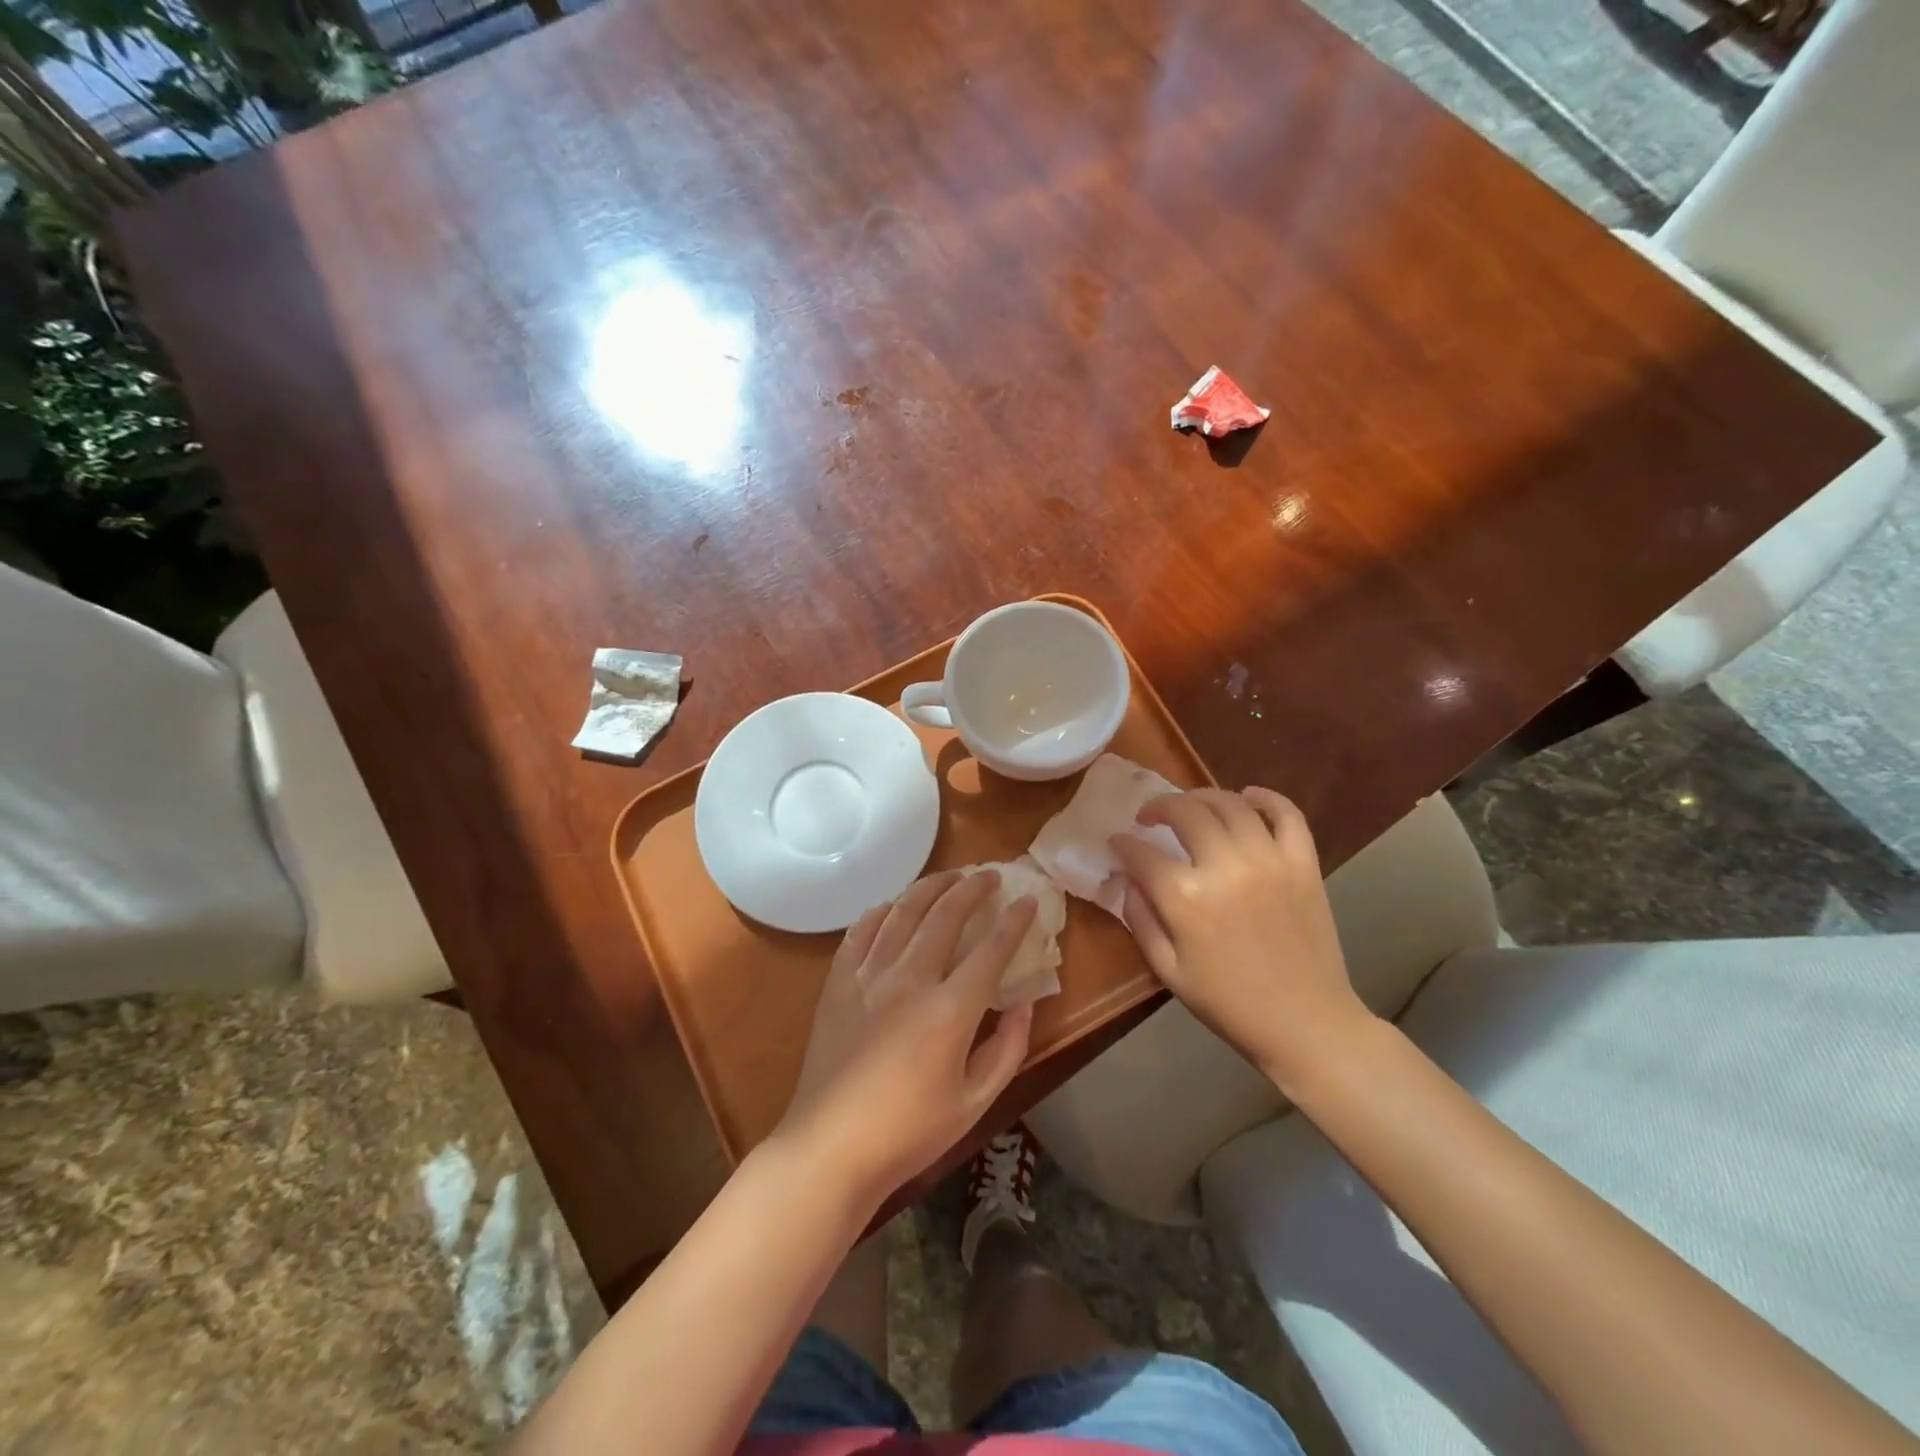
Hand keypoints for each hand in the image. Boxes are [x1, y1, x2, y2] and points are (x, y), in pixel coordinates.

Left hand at [775, 870, 1038, 1208]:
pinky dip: (882, 910)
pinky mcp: (839, 981)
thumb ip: (1007, 1048)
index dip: (1015, 921)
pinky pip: (862, 930)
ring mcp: (869, 975)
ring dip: (930, 887)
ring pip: (903, 911)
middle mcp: (910, 978)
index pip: (991, 949)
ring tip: (950, 876)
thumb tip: (1024, 1003)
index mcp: (949, 1009)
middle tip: (989, 875)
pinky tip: (893, 905)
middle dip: (973, 888)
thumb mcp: (975, 1102)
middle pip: (946, 915)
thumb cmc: (908, 1132)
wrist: (830, 1147)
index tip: (1029, 900)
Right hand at [1110, 787, 1372, 1084]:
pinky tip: (1247, 797)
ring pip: (1229, 803)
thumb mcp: (1167, 970)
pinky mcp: (1303, 863)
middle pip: (1184, 811)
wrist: (1306, 1024)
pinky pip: (1286, 814)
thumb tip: (1126, 878)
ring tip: (1190, 806)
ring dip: (1201, 796)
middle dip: (1158, 807)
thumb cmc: (1229, 1003)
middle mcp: (1225, 866)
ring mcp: (1269, 860)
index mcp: (1186, 897)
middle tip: (1149, 816)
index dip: (1123, 843)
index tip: (1117, 842)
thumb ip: (1140, 917)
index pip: (1142, 852)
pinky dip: (1265, 798)